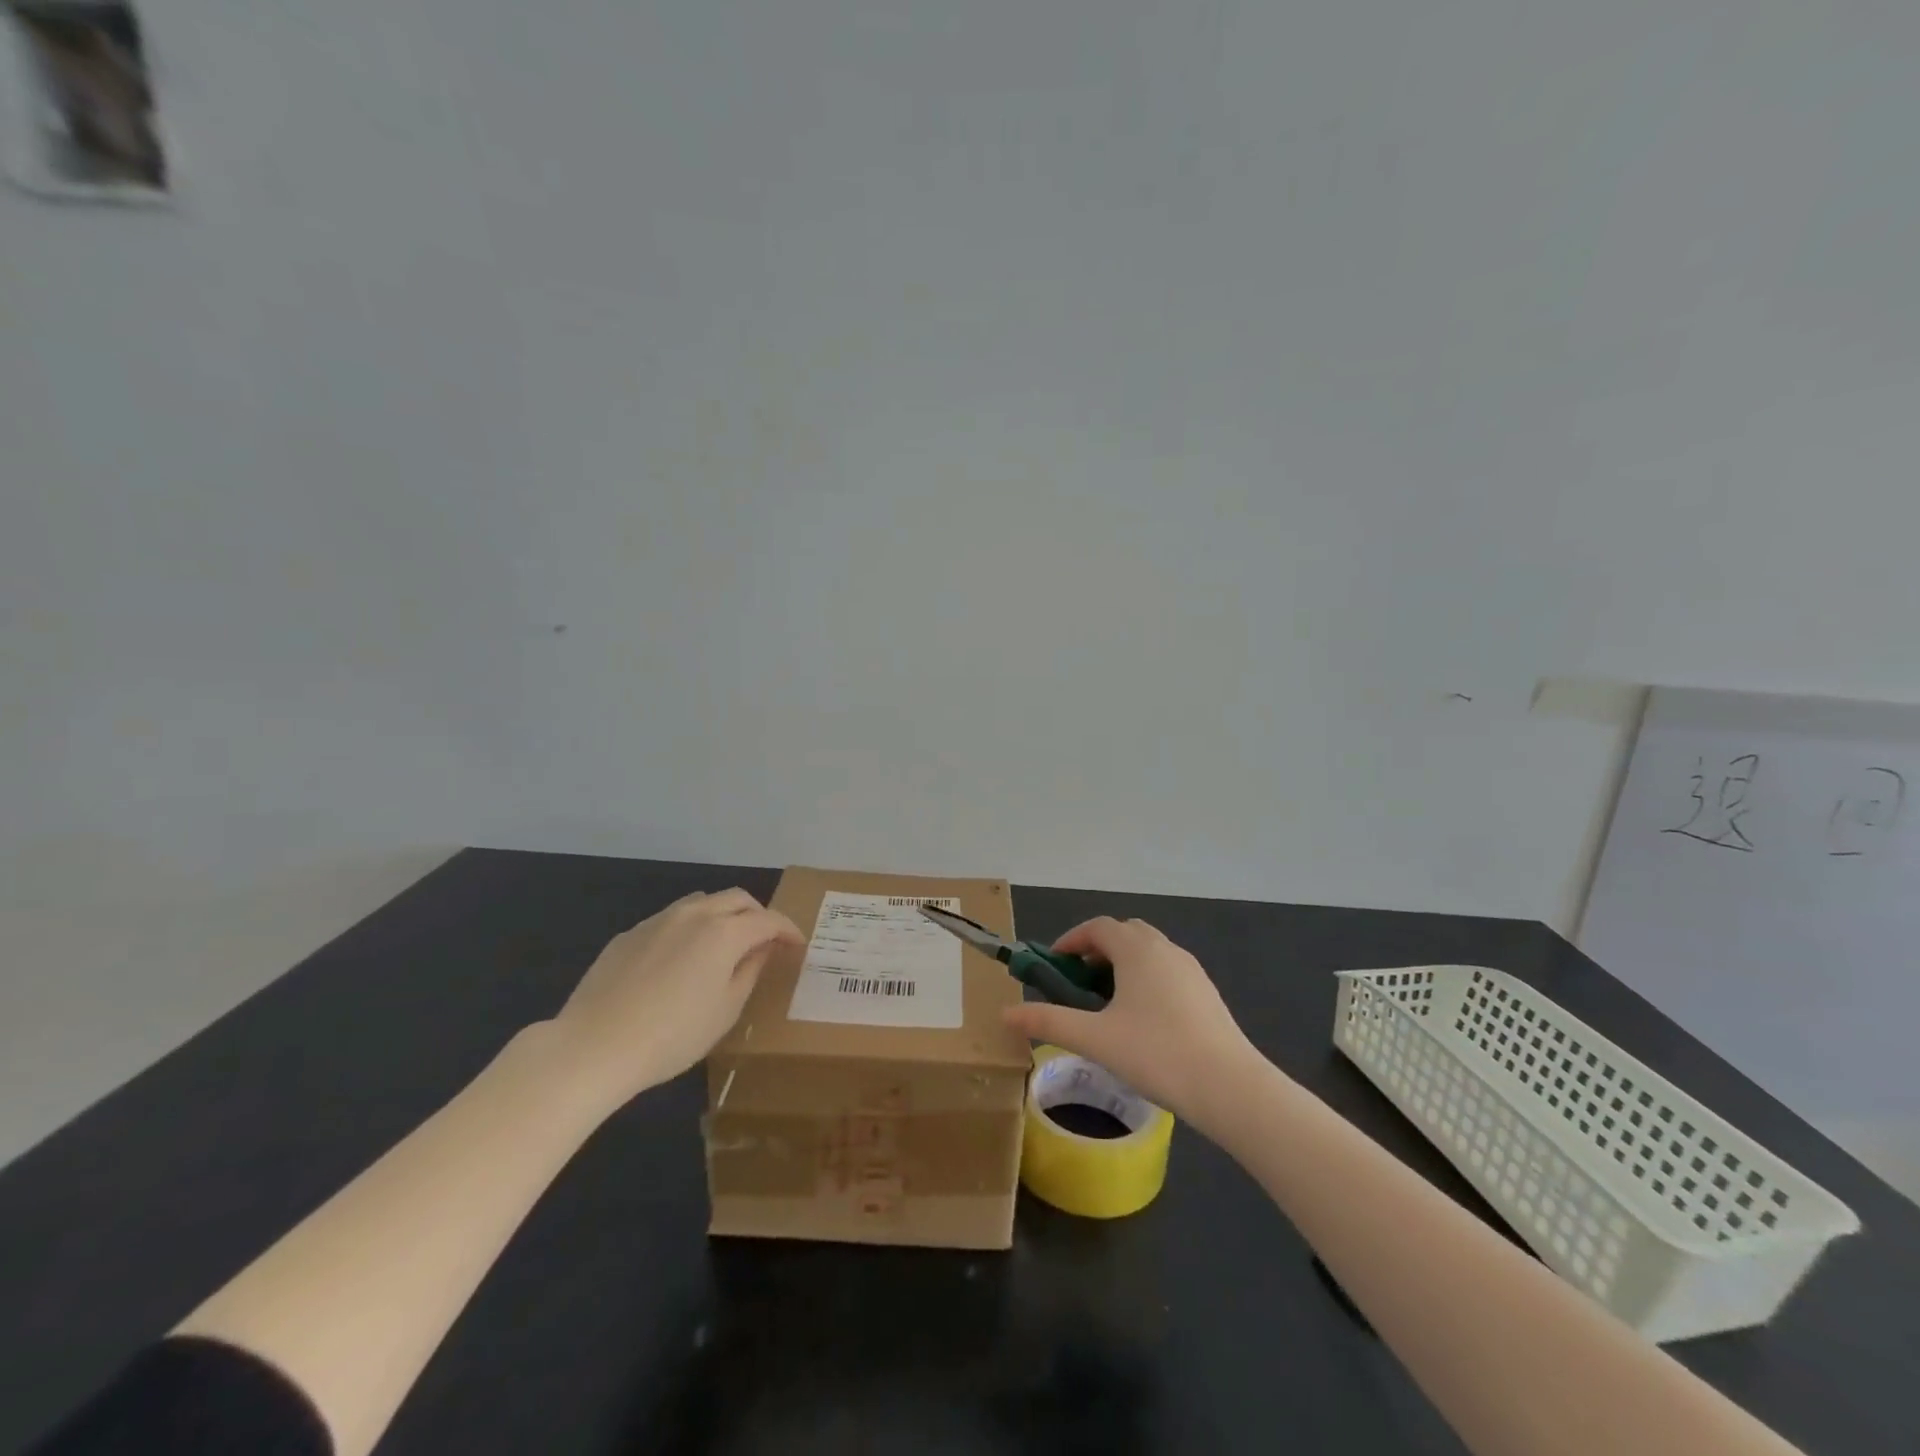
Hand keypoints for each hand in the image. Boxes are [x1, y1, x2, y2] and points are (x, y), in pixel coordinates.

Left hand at [547, 889, 802, 1109]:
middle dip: (758, 914)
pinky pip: (669, 921)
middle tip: (766, 940)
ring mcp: (657, 921)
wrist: (593, 1046)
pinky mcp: (628, 935)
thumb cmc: (672, 1035)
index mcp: (725, 932)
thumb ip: (750, 971)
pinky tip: (679, 962)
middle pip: (736, 899)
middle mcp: (694, 914)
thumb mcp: (726, 1010)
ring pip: (701, 903)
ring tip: (724, 946)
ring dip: (722, 916)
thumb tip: (762, 949)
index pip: (768, 920)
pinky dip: (688, 930)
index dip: (788, 930)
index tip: (798, 945)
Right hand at [1002, 917, 1261, 1123]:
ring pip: (1149, 952)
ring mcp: (1190, 969)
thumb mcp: (1094, 1039)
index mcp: (1136, 949)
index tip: (1053, 964)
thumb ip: (1048, 1022)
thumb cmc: (1155, 1053)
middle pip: (1124, 934)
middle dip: (1097, 950)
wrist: (1229, 1086)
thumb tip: (1005, 1014)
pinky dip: (1146, 979)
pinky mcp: (1207, 992)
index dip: (1071, 940)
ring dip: (1123, 965)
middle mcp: (1165, 948)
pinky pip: (1167, 971)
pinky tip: (1142, 1020)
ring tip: (1107, 1003)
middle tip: (1078, 982)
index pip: (1098, 927)